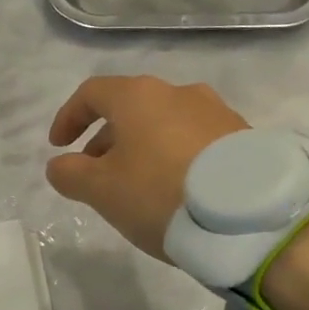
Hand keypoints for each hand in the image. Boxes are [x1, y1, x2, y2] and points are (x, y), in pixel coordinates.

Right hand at [45, 76, 250, 259]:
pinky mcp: (243, 138)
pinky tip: (176, 189)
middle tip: (95, 172)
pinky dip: (174, 156)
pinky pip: (195, 140)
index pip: (92, 93)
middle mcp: (178, 93)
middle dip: (106, 138)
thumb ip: (70, 174)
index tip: (58, 146)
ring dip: (141, 147)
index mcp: (139, 96)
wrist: (250, 216)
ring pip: (164, 124)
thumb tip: (60, 165)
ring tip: (137, 184)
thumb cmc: (160, 193)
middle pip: (130, 108)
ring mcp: (216, 113)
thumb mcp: (101, 190)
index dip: (69, 117)